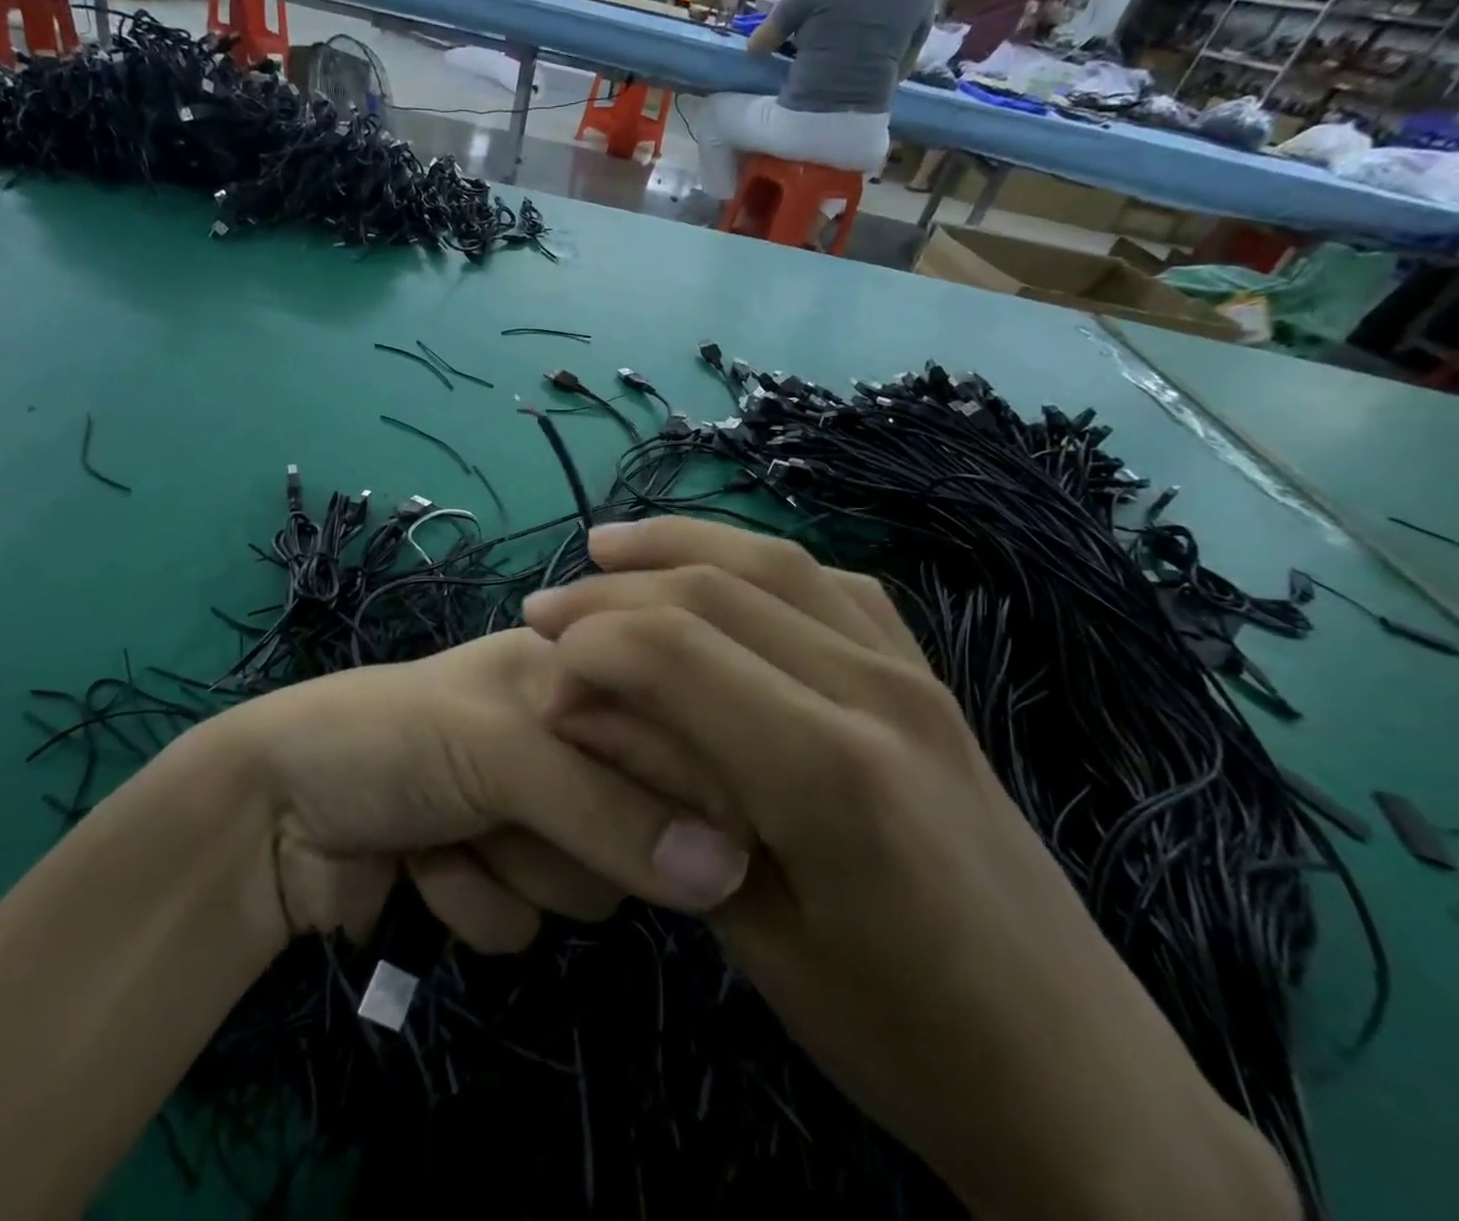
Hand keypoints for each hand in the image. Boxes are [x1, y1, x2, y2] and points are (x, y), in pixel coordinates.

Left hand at [207, 628, 751, 957]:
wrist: (269, 814)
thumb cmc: (384, 740)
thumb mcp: (496, 751)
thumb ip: (608, 807)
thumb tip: (729, 874)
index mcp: (571, 675)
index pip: (671, 731)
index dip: (673, 783)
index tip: (659, 821)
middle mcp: (562, 739)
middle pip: (640, 824)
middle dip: (560, 831)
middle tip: (494, 801)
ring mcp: (529, 812)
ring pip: (588, 887)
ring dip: (506, 869)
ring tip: (443, 825)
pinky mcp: (494, 876)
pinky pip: (528, 924)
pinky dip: (470, 902)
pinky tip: (418, 863)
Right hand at [520, 518, 1298, 1220]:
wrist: (1080, 1080)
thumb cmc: (903, 1037)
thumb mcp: (756, 937)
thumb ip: (668, 801)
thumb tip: (587, 710)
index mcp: (829, 774)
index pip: (673, 650)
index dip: (588, 648)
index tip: (544, 684)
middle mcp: (875, 693)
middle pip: (715, 589)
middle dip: (612, 589)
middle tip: (545, 609)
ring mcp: (915, 675)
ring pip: (773, 563)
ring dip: (679, 544)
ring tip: (608, 548)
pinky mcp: (932, 679)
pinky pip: (832, 586)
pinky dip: (756, 562)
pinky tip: (718, 573)